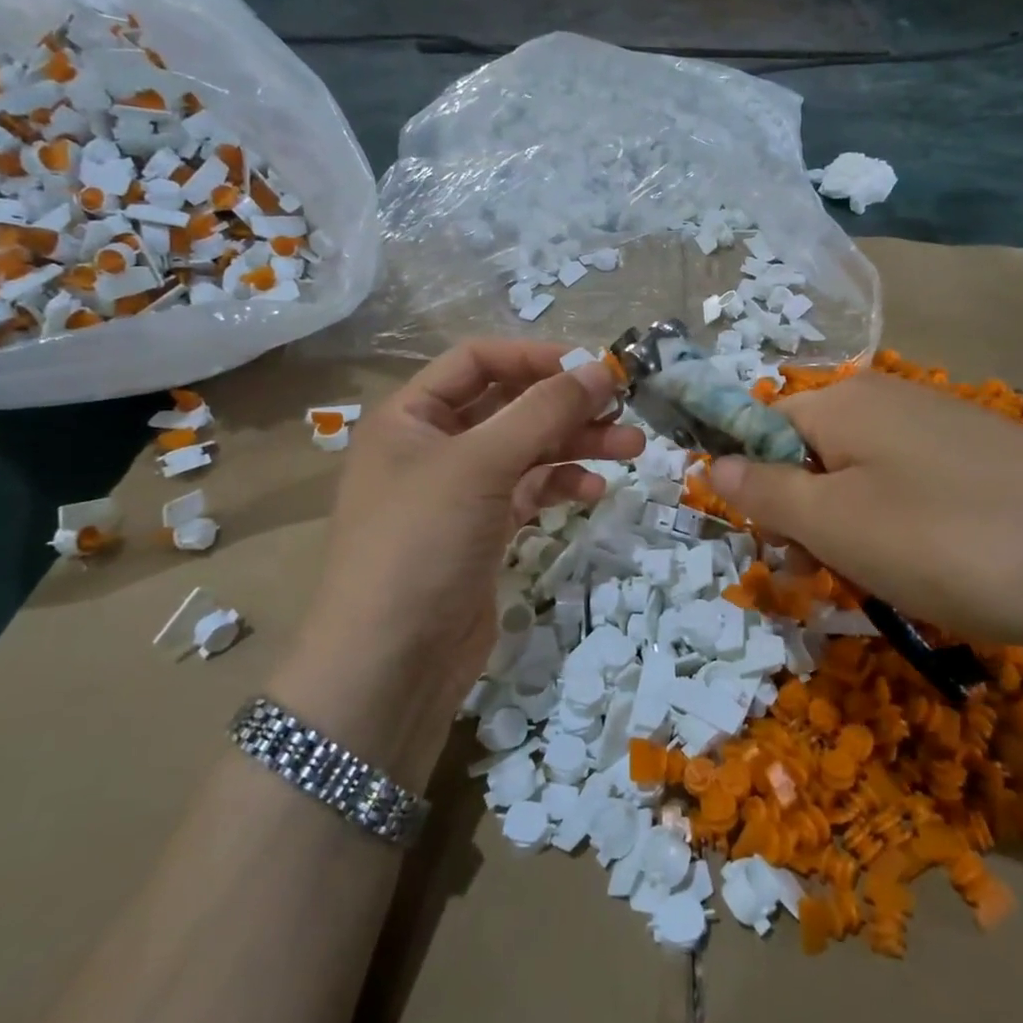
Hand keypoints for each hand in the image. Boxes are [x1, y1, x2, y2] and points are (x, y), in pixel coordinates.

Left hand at [306, 342, 642, 706]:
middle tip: (624, 409)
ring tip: (631, 448)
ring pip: (525, 451)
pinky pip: (528, 492)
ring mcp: (457, 493)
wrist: (390, 664)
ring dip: (576, 445)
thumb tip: (601, 368)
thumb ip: (543, 411)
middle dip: (566, 406)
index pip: (477, 361)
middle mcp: (432, 446)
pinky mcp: (481, 533)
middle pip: (509, 406)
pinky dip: (560, 486)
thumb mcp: (480, 464)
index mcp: (411, 415)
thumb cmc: (421, 543)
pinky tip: (593, 491)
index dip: (535, 357)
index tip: (593, 367)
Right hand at [707, 372, 1022, 669]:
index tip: (778, 551)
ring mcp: (943, 429)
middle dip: (806, 520)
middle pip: (810, 457)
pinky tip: (941, 572)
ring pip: (862, 482)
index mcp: (843, 402)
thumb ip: (764, 493)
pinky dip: (905, 534)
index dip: (755, 490)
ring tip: (890, 584)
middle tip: (832, 577)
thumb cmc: (954, 541)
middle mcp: (889, 400)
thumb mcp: (836, 525)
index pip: (760, 429)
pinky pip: (913, 493)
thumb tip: (711, 463)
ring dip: (854, 535)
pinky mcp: (985, 462)